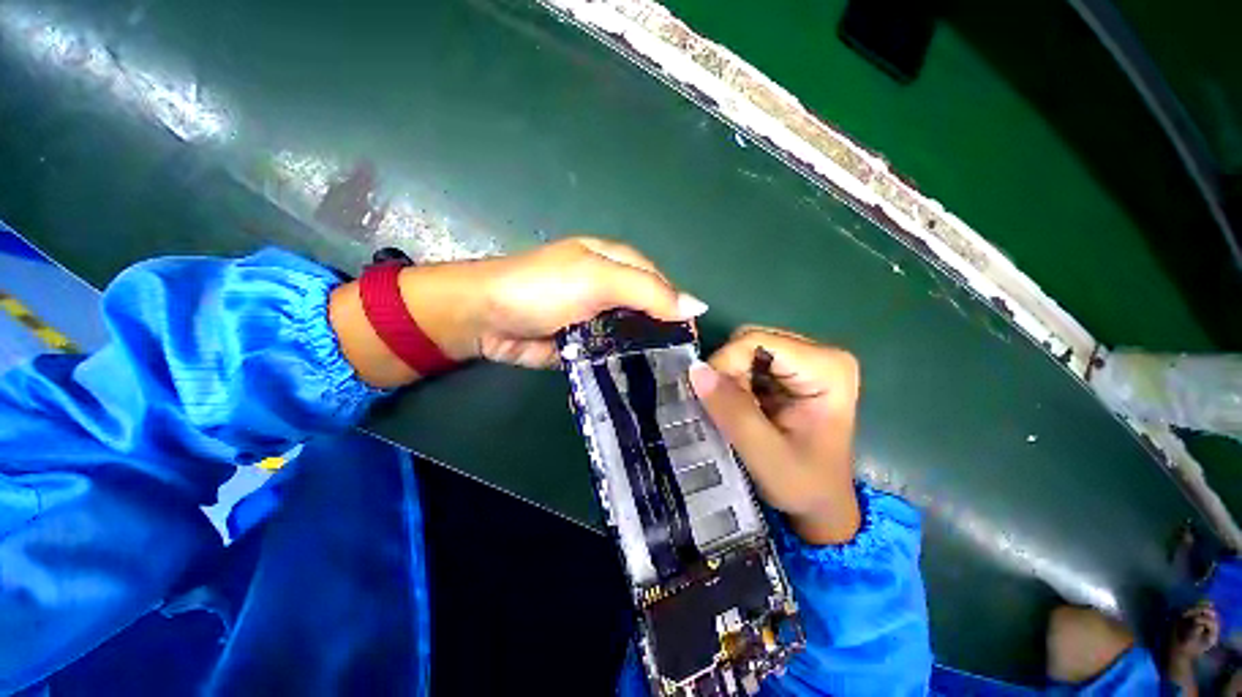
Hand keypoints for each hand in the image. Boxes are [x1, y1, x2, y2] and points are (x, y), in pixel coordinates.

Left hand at [451, 237, 706, 366]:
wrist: (487, 318)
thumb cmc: (544, 288)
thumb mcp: (598, 279)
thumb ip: (647, 291)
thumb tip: (697, 307)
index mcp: (619, 264)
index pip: (662, 286)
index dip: (679, 310)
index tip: (694, 342)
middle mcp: (613, 291)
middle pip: (650, 313)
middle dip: (665, 337)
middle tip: (684, 370)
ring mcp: (599, 320)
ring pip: (634, 336)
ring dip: (648, 355)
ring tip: (671, 382)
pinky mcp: (585, 345)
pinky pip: (613, 354)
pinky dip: (625, 367)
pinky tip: (643, 385)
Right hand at [689, 327, 861, 544]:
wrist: (822, 505)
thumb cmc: (803, 485)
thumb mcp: (764, 454)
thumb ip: (732, 411)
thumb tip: (695, 370)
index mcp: (827, 368)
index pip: (756, 341)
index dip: (725, 364)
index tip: (713, 399)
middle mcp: (820, 354)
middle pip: (750, 341)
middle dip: (728, 372)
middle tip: (726, 408)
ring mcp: (807, 361)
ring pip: (745, 350)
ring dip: (730, 379)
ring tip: (736, 411)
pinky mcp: (793, 371)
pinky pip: (749, 362)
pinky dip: (736, 383)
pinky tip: (743, 407)